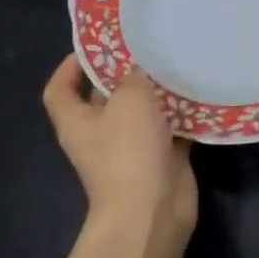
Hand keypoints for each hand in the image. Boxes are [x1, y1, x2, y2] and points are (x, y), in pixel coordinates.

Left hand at [43, 55, 196, 249]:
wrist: (152, 211)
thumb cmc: (128, 150)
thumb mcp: (129, 99)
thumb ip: (134, 75)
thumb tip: (139, 68)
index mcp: (77, 120)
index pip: (60, 89)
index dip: (70, 66)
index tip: (96, 46)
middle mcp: (99, 134)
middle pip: (106, 96)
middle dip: (125, 72)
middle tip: (150, 46)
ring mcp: (130, 149)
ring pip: (142, 112)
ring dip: (159, 92)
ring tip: (178, 63)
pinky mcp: (159, 159)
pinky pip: (170, 129)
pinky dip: (182, 114)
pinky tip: (198, 93)